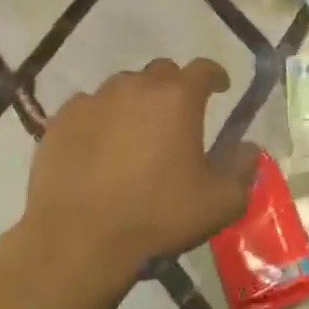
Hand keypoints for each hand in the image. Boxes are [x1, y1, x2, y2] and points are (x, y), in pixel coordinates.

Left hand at [21, 58, 258, 270]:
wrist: (79, 239)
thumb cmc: (157, 215)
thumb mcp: (220, 202)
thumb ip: (242, 168)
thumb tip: (248, 147)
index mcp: (178, 98)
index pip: (203, 69)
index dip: (215, 76)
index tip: (221, 88)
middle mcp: (135, 88)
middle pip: (161, 72)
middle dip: (175, 87)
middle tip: (178, 116)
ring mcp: (93, 101)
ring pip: (122, 87)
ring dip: (137, 101)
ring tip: (137, 131)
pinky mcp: (60, 121)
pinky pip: (89, 107)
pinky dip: (102, 118)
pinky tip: (101, 146)